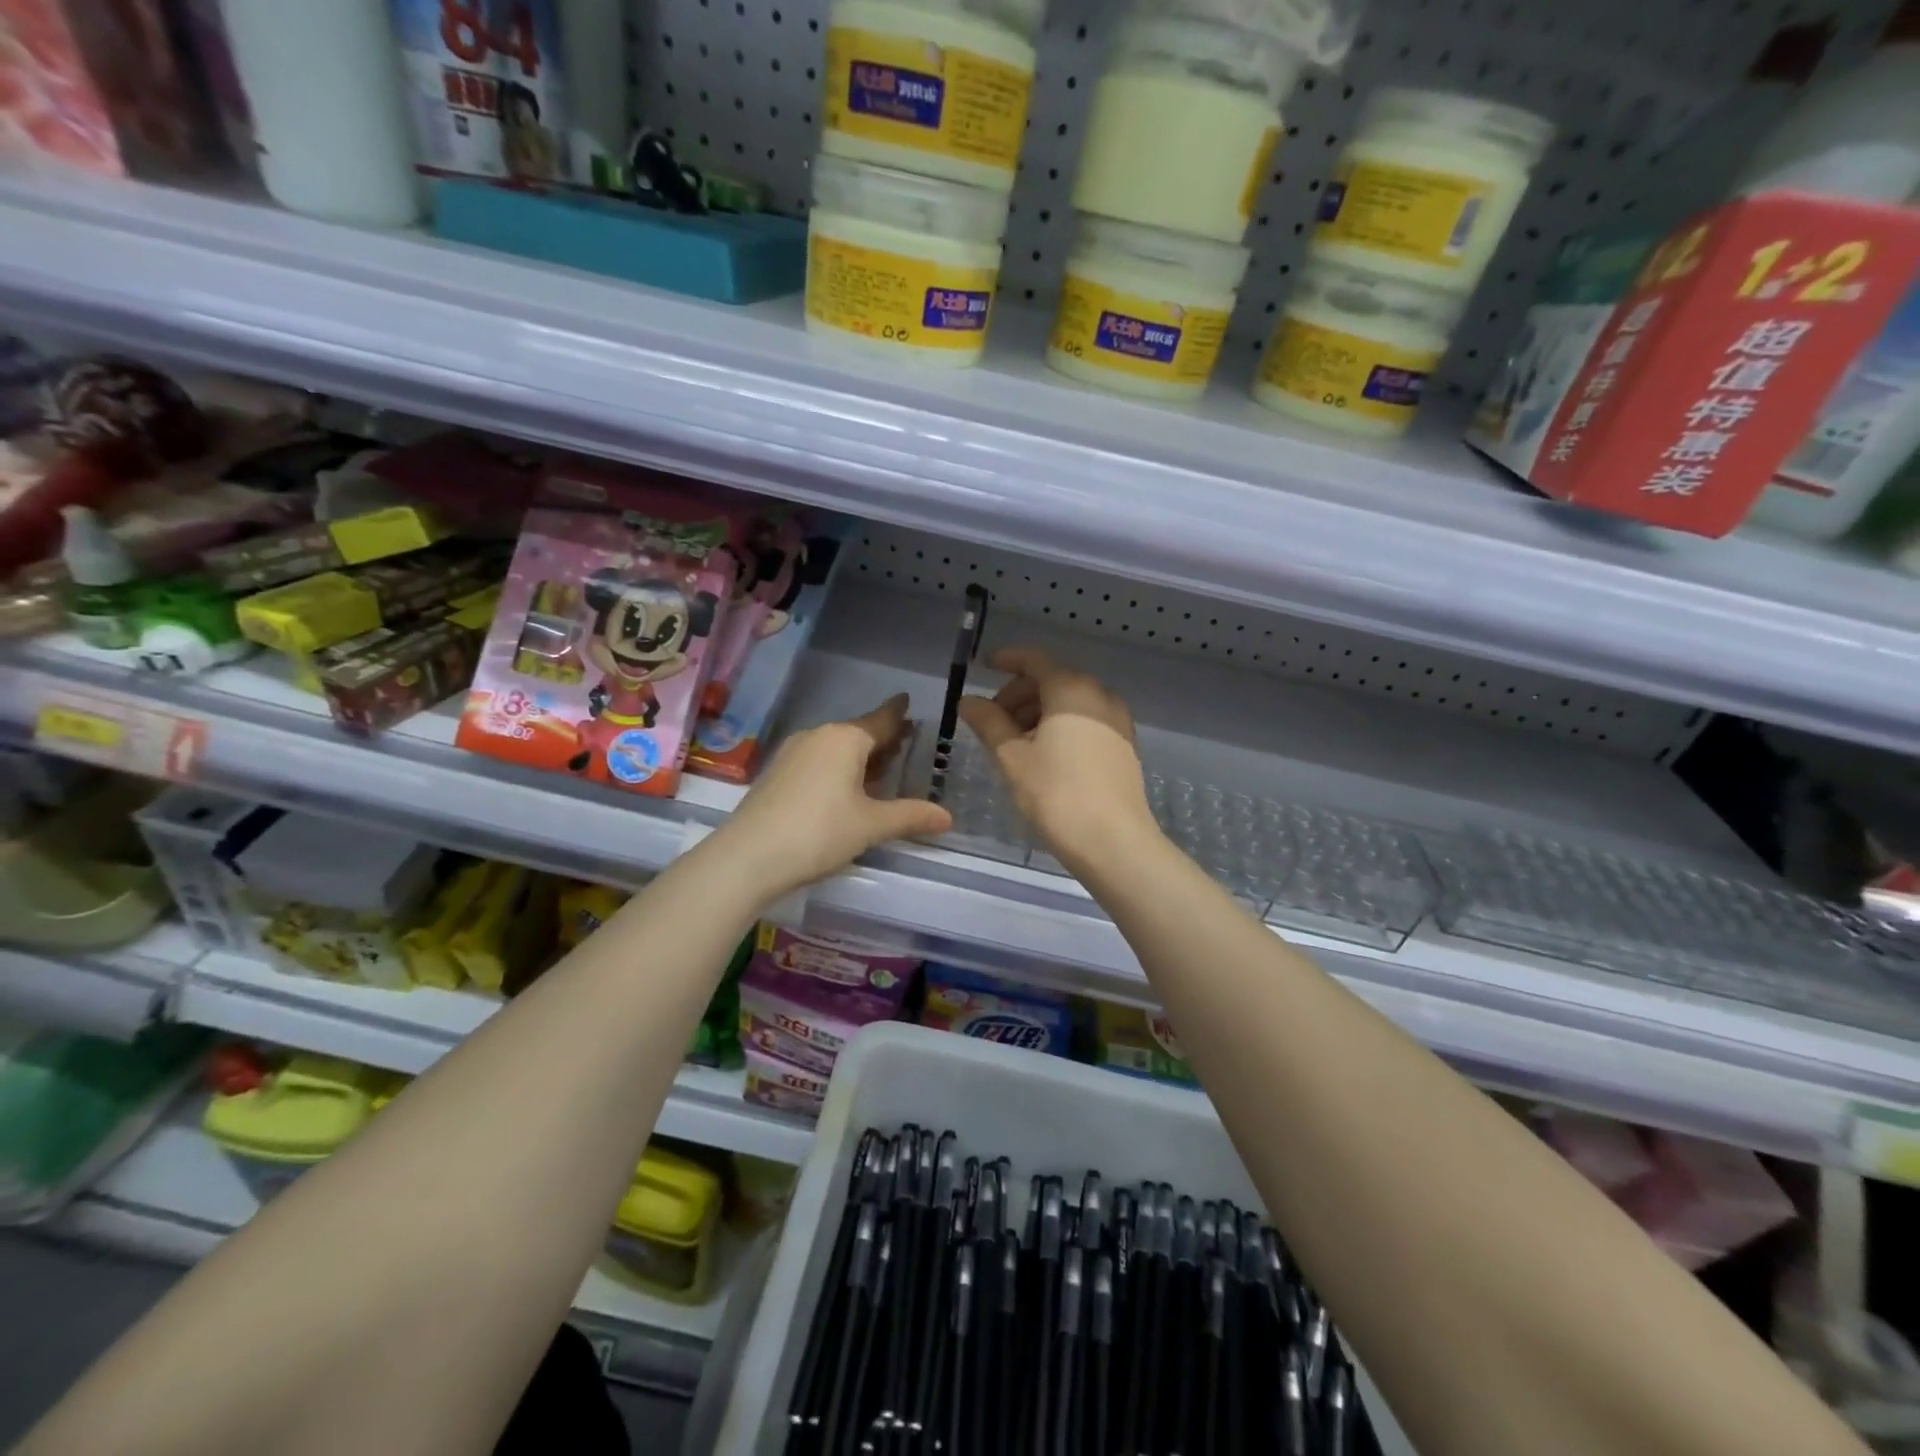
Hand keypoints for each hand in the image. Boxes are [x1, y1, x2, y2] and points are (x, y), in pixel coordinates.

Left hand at [710, 694, 952, 902]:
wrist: (747, 857)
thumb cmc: (819, 832)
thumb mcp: (871, 825)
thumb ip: (910, 816)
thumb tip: (948, 818)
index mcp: (845, 738)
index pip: (881, 720)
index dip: (898, 714)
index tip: (907, 701)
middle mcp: (818, 736)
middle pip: (858, 732)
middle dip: (882, 739)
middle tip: (905, 745)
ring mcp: (792, 753)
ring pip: (835, 748)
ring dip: (859, 756)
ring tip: (880, 771)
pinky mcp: (776, 774)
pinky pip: (817, 761)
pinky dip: (837, 768)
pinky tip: (844, 789)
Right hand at [958, 647, 1156, 871]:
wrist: (1114, 841)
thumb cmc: (1056, 794)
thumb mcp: (1012, 757)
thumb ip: (988, 722)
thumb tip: (968, 701)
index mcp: (1071, 688)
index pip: (1034, 660)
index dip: (1005, 660)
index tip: (983, 666)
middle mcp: (1099, 695)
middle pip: (1052, 679)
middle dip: (1018, 693)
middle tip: (991, 719)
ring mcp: (1117, 720)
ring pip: (1070, 702)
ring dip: (1038, 711)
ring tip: (1013, 742)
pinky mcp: (1124, 746)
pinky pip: (1086, 721)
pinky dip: (1060, 726)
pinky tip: (1042, 754)